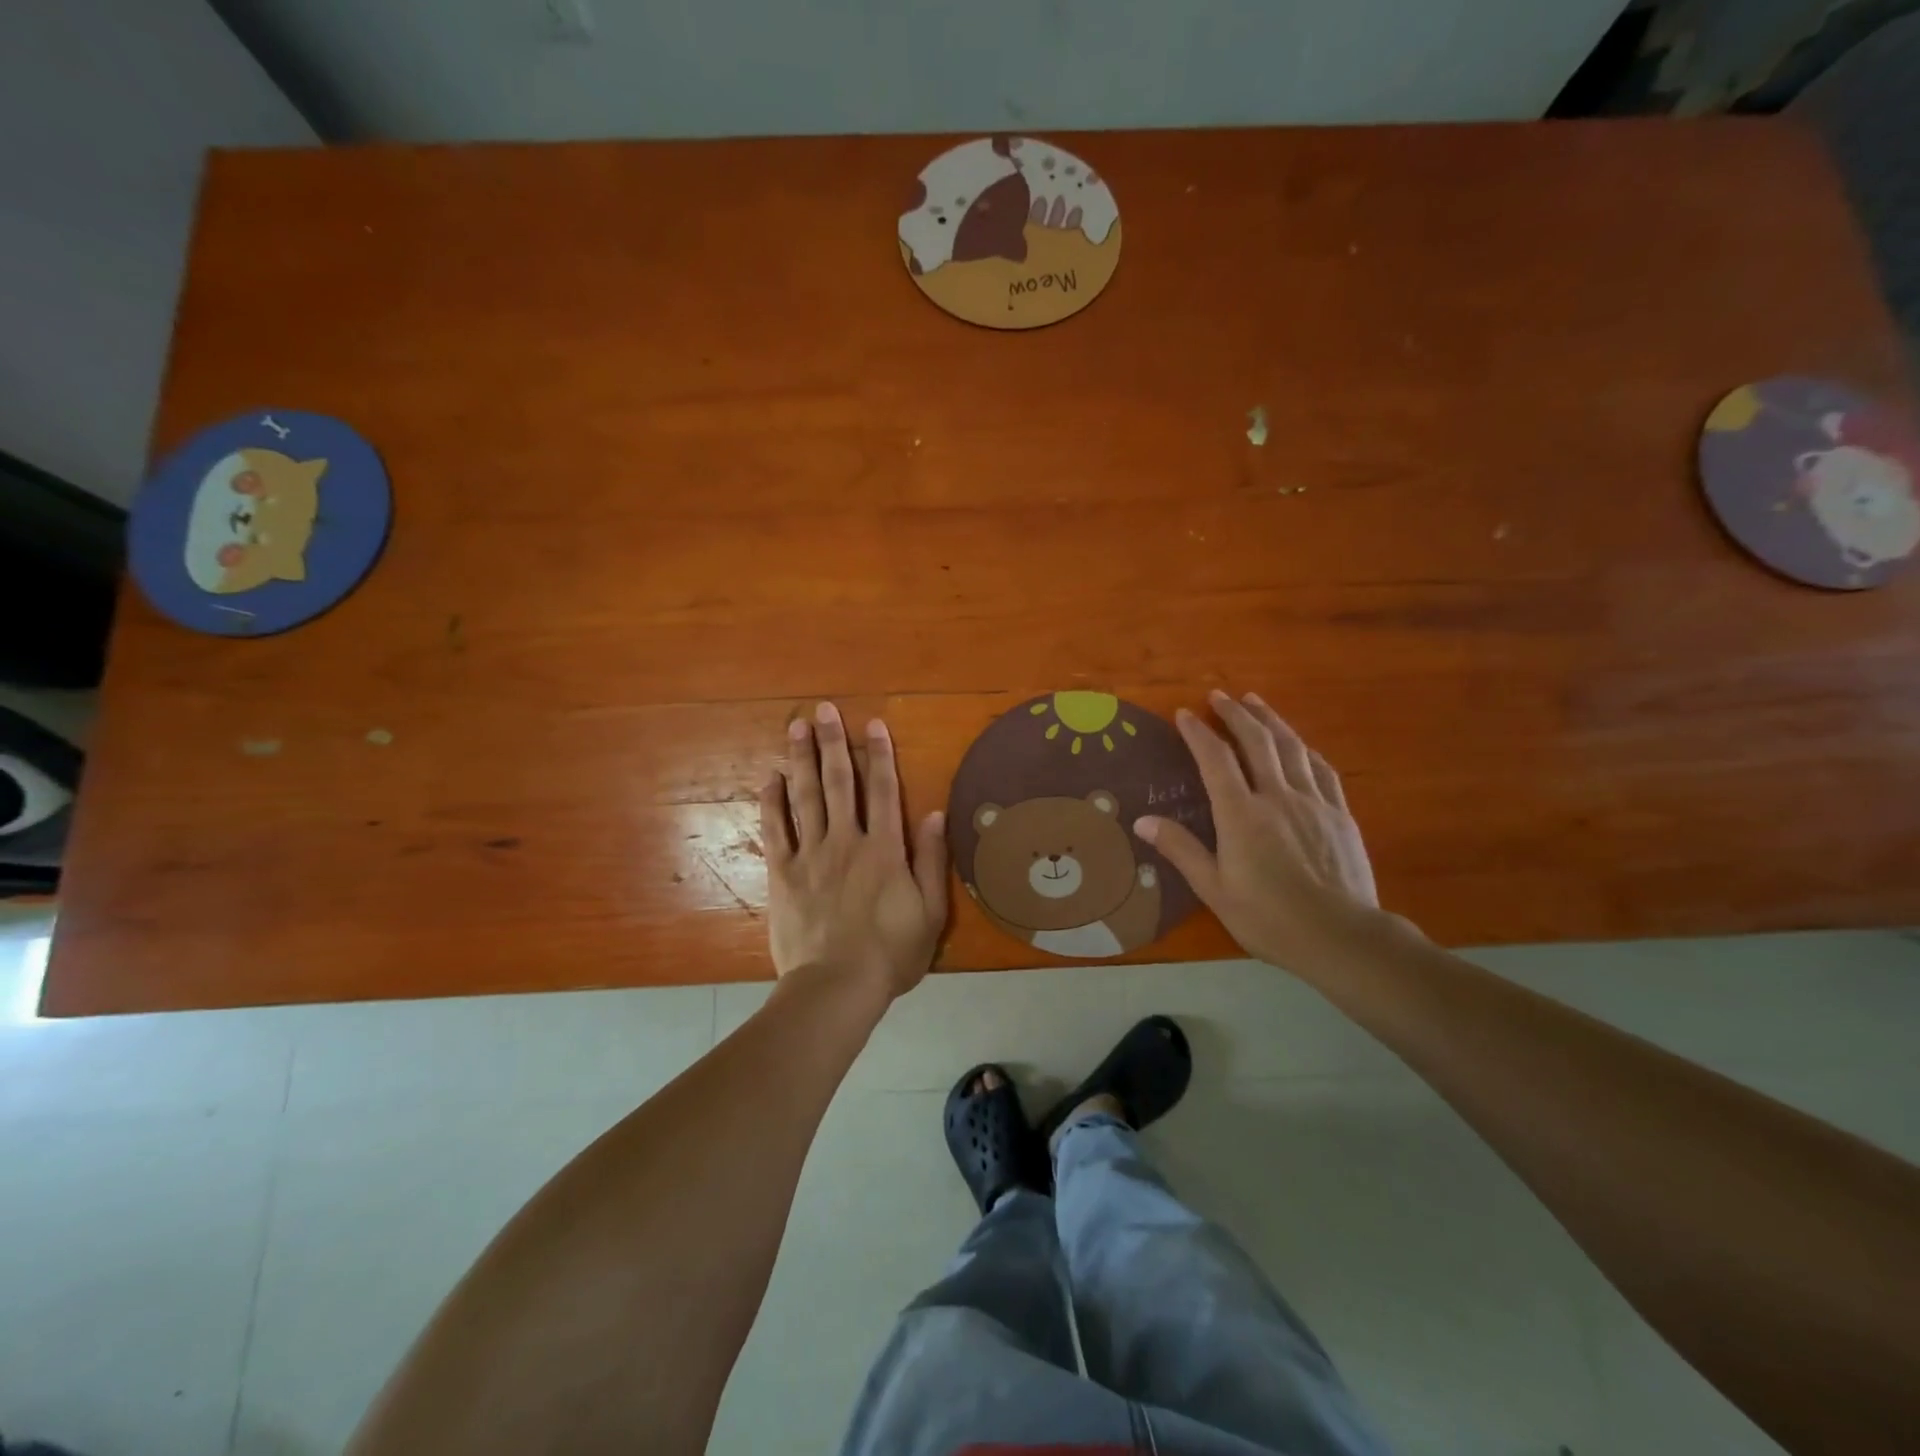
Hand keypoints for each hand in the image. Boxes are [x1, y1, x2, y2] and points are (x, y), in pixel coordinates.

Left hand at [759, 702, 948, 998]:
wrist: (836, 987)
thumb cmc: (890, 953)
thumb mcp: (930, 912)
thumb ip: (931, 860)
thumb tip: (934, 814)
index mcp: (885, 849)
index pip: (884, 790)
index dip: (880, 755)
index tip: (872, 724)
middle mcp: (847, 841)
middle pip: (840, 783)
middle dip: (833, 743)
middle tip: (822, 710)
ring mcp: (811, 855)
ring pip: (806, 797)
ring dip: (801, 760)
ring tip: (795, 727)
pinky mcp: (783, 874)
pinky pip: (776, 831)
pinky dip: (772, 803)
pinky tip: (770, 778)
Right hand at [1136, 689, 1381, 972]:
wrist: (1342, 937)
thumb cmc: (1270, 918)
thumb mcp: (1215, 890)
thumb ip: (1181, 850)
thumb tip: (1142, 821)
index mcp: (1241, 814)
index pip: (1215, 760)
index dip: (1198, 733)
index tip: (1184, 713)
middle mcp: (1277, 796)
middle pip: (1257, 741)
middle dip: (1235, 714)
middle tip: (1220, 696)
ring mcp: (1314, 801)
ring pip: (1292, 747)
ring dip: (1270, 720)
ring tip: (1256, 702)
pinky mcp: (1340, 814)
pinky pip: (1321, 769)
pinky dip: (1304, 748)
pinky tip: (1300, 745)